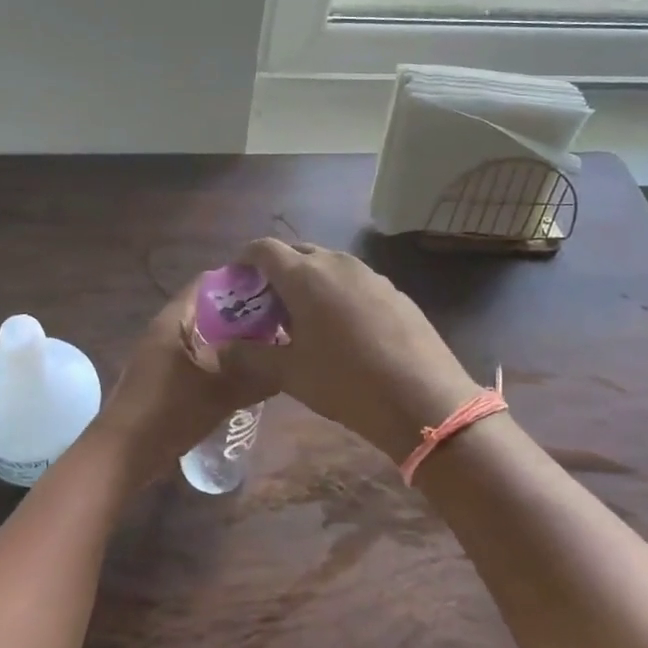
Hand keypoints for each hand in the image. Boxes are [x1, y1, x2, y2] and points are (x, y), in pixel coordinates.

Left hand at [91, 284, 271, 483]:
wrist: (120, 456)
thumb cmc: (167, 414)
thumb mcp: (219, 395)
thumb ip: (255, 379)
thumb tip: (289, 367)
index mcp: (173, 322)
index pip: (208, 284)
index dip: (240, 283)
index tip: (273, 291)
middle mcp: (164, 330)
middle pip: (207, 310)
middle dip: (241, 315)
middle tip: (278, 322)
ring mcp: (160, 355)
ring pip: (202, 336)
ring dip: (230, 341)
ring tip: (267, 347)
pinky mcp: (161, 378)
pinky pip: (195, 358)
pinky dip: (217, 360)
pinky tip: (242, 375)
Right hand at [216, 239, 478, 463]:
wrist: (424, 399)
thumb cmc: (345, 383)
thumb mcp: (289, 374)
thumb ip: (251, 355)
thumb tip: (224, 348)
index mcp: (305, 276)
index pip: (264, 249)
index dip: (244, 258)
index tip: (236, 279)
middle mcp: (337, 264)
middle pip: (297, 253)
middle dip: (276, 272)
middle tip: (265, 304)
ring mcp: (370, 275)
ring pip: (328, 266)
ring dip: (308, 282)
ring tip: (301, 318)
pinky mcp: (394, 291)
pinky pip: (354, 282)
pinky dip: (336, 294)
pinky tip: (341, 329)